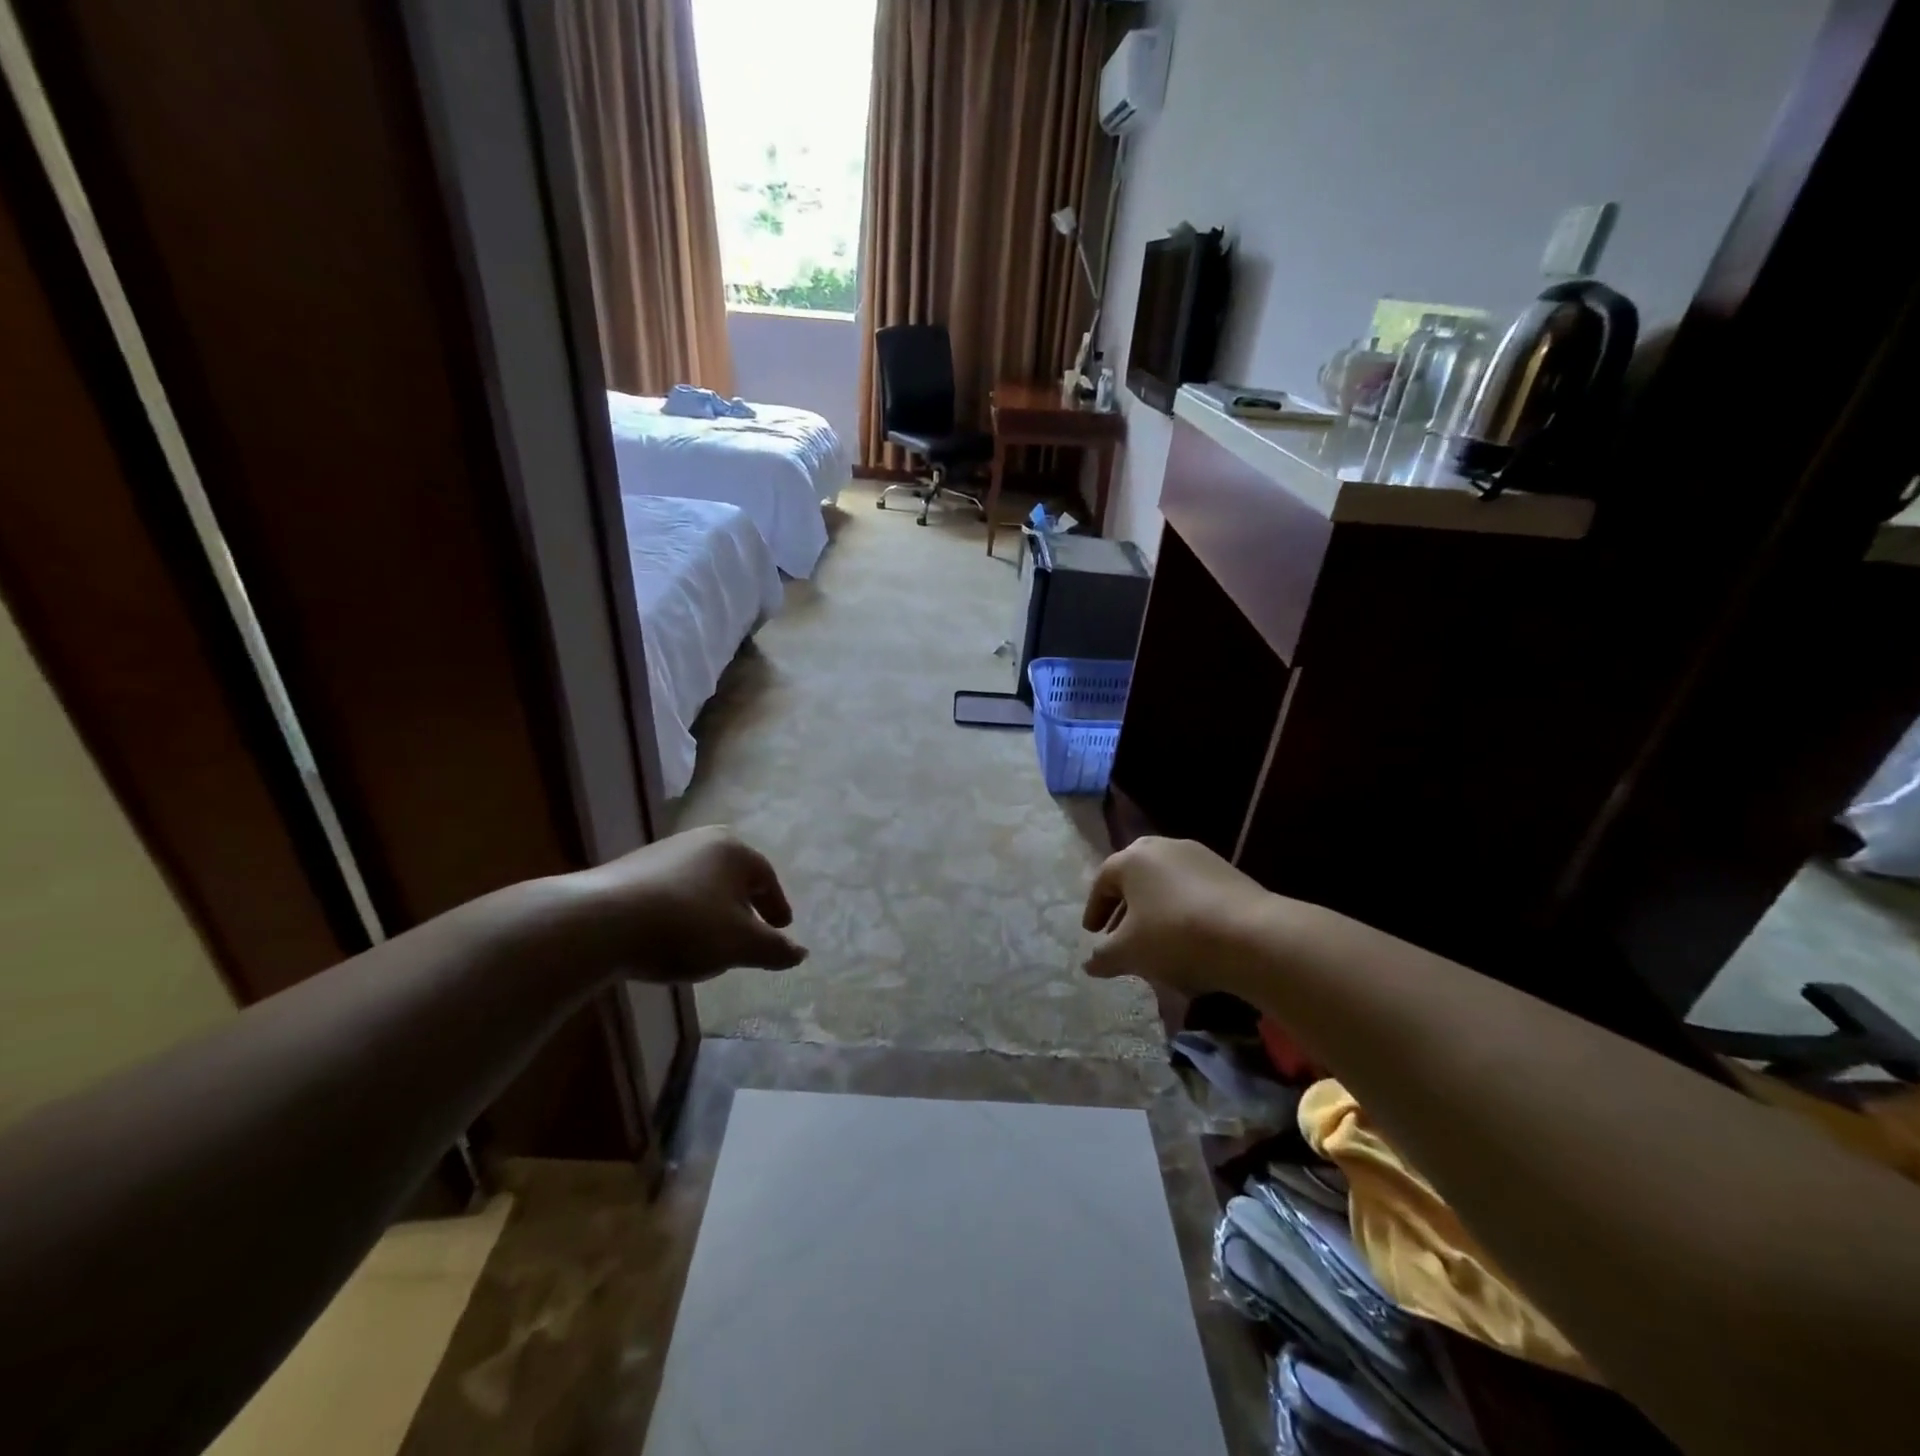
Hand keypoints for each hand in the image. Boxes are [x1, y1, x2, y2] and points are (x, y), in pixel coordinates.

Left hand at [564, 827, 806, 982]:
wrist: (600, 922)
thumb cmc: (686, 926)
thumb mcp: (740, 945)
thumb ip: (774, 949)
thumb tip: (801, 952)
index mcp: (734, 850)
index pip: (766, 878)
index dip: (777, 907)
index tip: (781, 929)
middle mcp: (701, 840)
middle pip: (734, 876)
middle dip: (744, 905)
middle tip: (750, 931)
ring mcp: (663, 852)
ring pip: (702, 883)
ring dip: (712, 909)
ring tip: (711, 940)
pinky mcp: (631, 870)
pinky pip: (672, 890)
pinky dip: (682, 911)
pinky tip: (673, 937)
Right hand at [1081, 837, 1276, 998]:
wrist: (1253, 935)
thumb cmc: (1175, 936)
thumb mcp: (1130, 952)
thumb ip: (1104, 956)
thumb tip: (1090, 963)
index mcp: (1132, 858)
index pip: (1103, 880)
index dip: (1094, 909)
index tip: (1092, 934)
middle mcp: (1163, 847)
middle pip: (1135, 876)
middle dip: (1124, 905)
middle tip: (1119, 932)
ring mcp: (1199, 856)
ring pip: (1165, 882)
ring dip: (1154, 908)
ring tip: (1154, 939)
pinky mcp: (1228, 872)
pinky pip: (1192, 889)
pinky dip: (1181, 909)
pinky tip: (1187, 937)